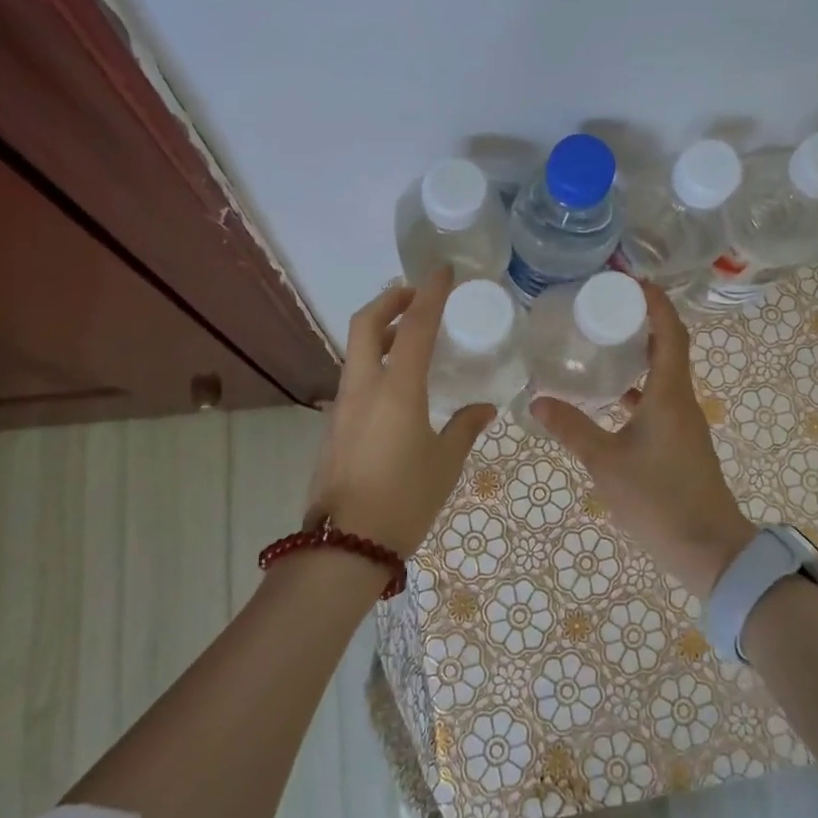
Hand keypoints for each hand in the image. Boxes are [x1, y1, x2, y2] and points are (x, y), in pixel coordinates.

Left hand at [305, 265, 495, 556]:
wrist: (343, 547)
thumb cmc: (403, 501)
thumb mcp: (445, 464)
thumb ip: (465, 428)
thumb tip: (484, 408)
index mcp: (397, 390)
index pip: (416, 326)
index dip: (430, 293)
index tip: (443, 271)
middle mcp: (364, 387)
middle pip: (367, 323)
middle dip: (391, 299)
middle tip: (417, 295)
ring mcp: (343, 405)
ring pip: (357, 350)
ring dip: (382, 331)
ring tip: (413, 337)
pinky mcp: (334, 424)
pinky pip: (355, 377)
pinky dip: (375, 362)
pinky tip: (398, 385)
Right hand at [531, 283, 755, 594]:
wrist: (710, 551)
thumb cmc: (659, 500)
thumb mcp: (606, 463)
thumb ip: (572, 430)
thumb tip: (537, 401)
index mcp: (670, 395)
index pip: (670, 333)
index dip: (655, 302)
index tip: (631, 281)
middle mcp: (682, 401)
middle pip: (669, 347)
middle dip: (642, 322)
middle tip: (606, 307)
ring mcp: (684, 424)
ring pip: (664, 375)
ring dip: (641, 355)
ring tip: (604, 344)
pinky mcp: (681, 444)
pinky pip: (660, 401)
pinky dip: (639, 389)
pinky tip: (613, 400)